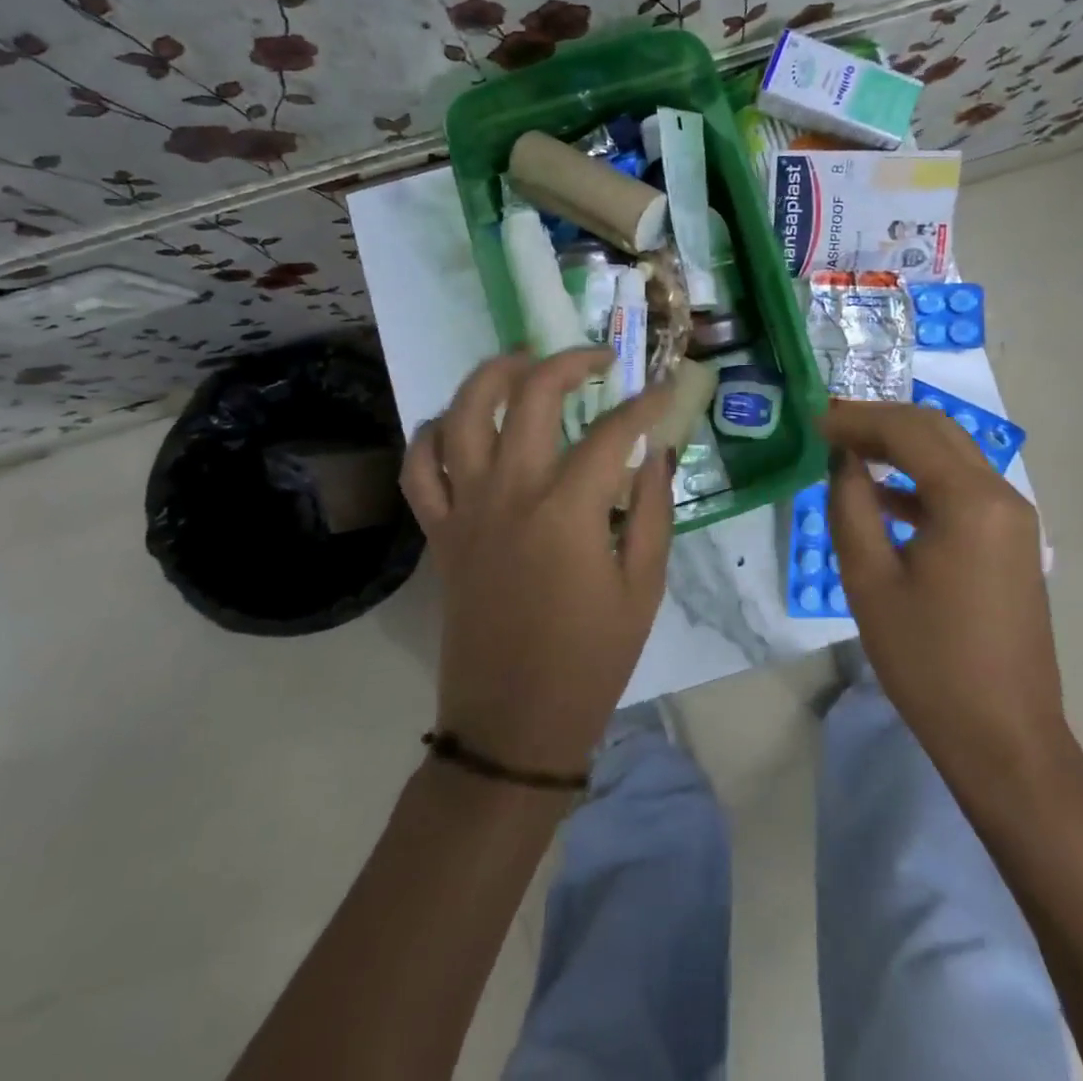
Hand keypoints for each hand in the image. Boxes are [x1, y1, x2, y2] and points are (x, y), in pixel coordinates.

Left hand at [402, 350, 676, 773]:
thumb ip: (653, 509)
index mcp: (567, 510)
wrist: (515, 724)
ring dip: (492, 375)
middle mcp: (510, 493)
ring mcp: (465, 509)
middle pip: (531, 396)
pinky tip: (459, 423)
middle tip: (597, 359)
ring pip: (462, 414)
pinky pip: (419, 469)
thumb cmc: (592, 659)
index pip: (612, 432)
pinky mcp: (439, 532)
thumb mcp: (644, 586)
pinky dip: (432, 435)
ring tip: (524, 360)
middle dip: (569, 363)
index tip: (664, 389)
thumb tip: (657, 451)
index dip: (645, 404)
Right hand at [822, 398, 1069, 772]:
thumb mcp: (870, 580)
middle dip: (880, 422)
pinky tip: (883, 495)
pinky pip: (963, 489)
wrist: (1003, 737)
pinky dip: (922, 480)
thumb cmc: (928, 662)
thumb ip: (850, 506)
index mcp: (970, 500)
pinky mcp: (1012, 541)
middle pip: (937, 431)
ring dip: (901, 446)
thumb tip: (842, 459)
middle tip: (830, 427)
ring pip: (952, 455)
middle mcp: (1001, 495)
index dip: (857, 420)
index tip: (814, 421)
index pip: (908, 430)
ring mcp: (1014, 518)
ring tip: (848, 451)